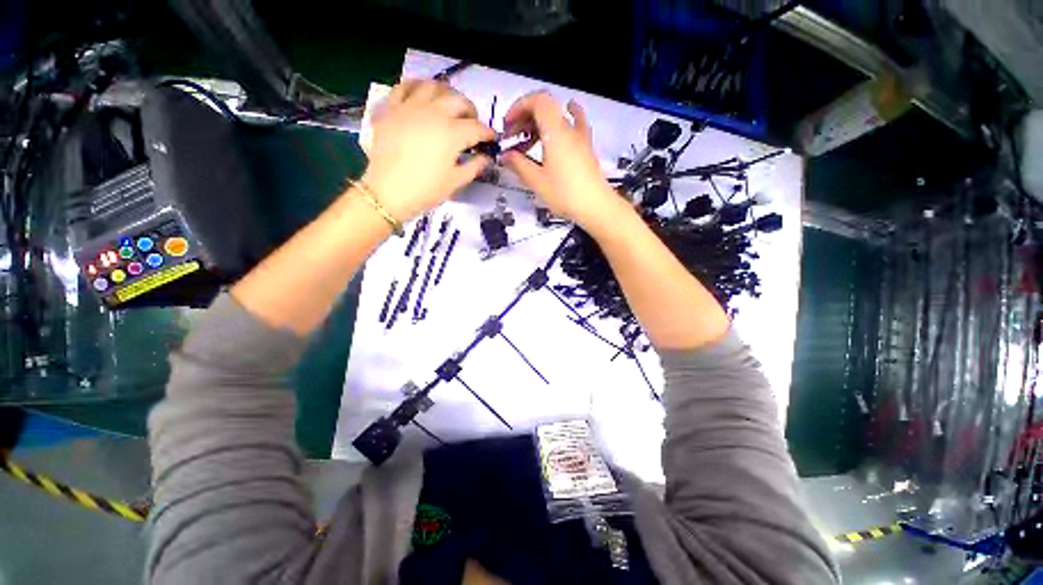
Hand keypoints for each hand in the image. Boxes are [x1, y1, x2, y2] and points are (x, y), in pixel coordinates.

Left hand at [362, 79, 493, 221]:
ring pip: (433, 86)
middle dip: (470, 111)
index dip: (487, 133)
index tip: (491, 139)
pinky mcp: (392, 108)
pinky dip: (417, 87)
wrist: (388, 192)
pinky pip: (405, 86)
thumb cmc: (426, 190)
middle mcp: (434, 113)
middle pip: (459, 101)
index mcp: (452, 134)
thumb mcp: (456, 182)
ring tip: (448, 105)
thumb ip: (474, 167)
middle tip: (471, 123)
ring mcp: (411, 107)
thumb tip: (485, 158)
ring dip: (447, 93)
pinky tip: (422, 95)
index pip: (477, 128)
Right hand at [501, 92, 619, 228]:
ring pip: (557, 117)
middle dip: (524, 118)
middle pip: (546, 107)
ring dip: (539, 124)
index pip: (537, 101)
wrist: (596, 206)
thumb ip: (518, 165)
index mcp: (556, 131)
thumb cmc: (565, 194)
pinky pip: (575, 124)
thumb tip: (504, 155)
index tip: (507, 125)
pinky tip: (563, 121)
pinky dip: (564, 120)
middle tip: (512, 138)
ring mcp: (581, 137)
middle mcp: (569, 128)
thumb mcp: (537, 181)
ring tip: (528, 141)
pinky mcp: (586, 147)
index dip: (518, 107)